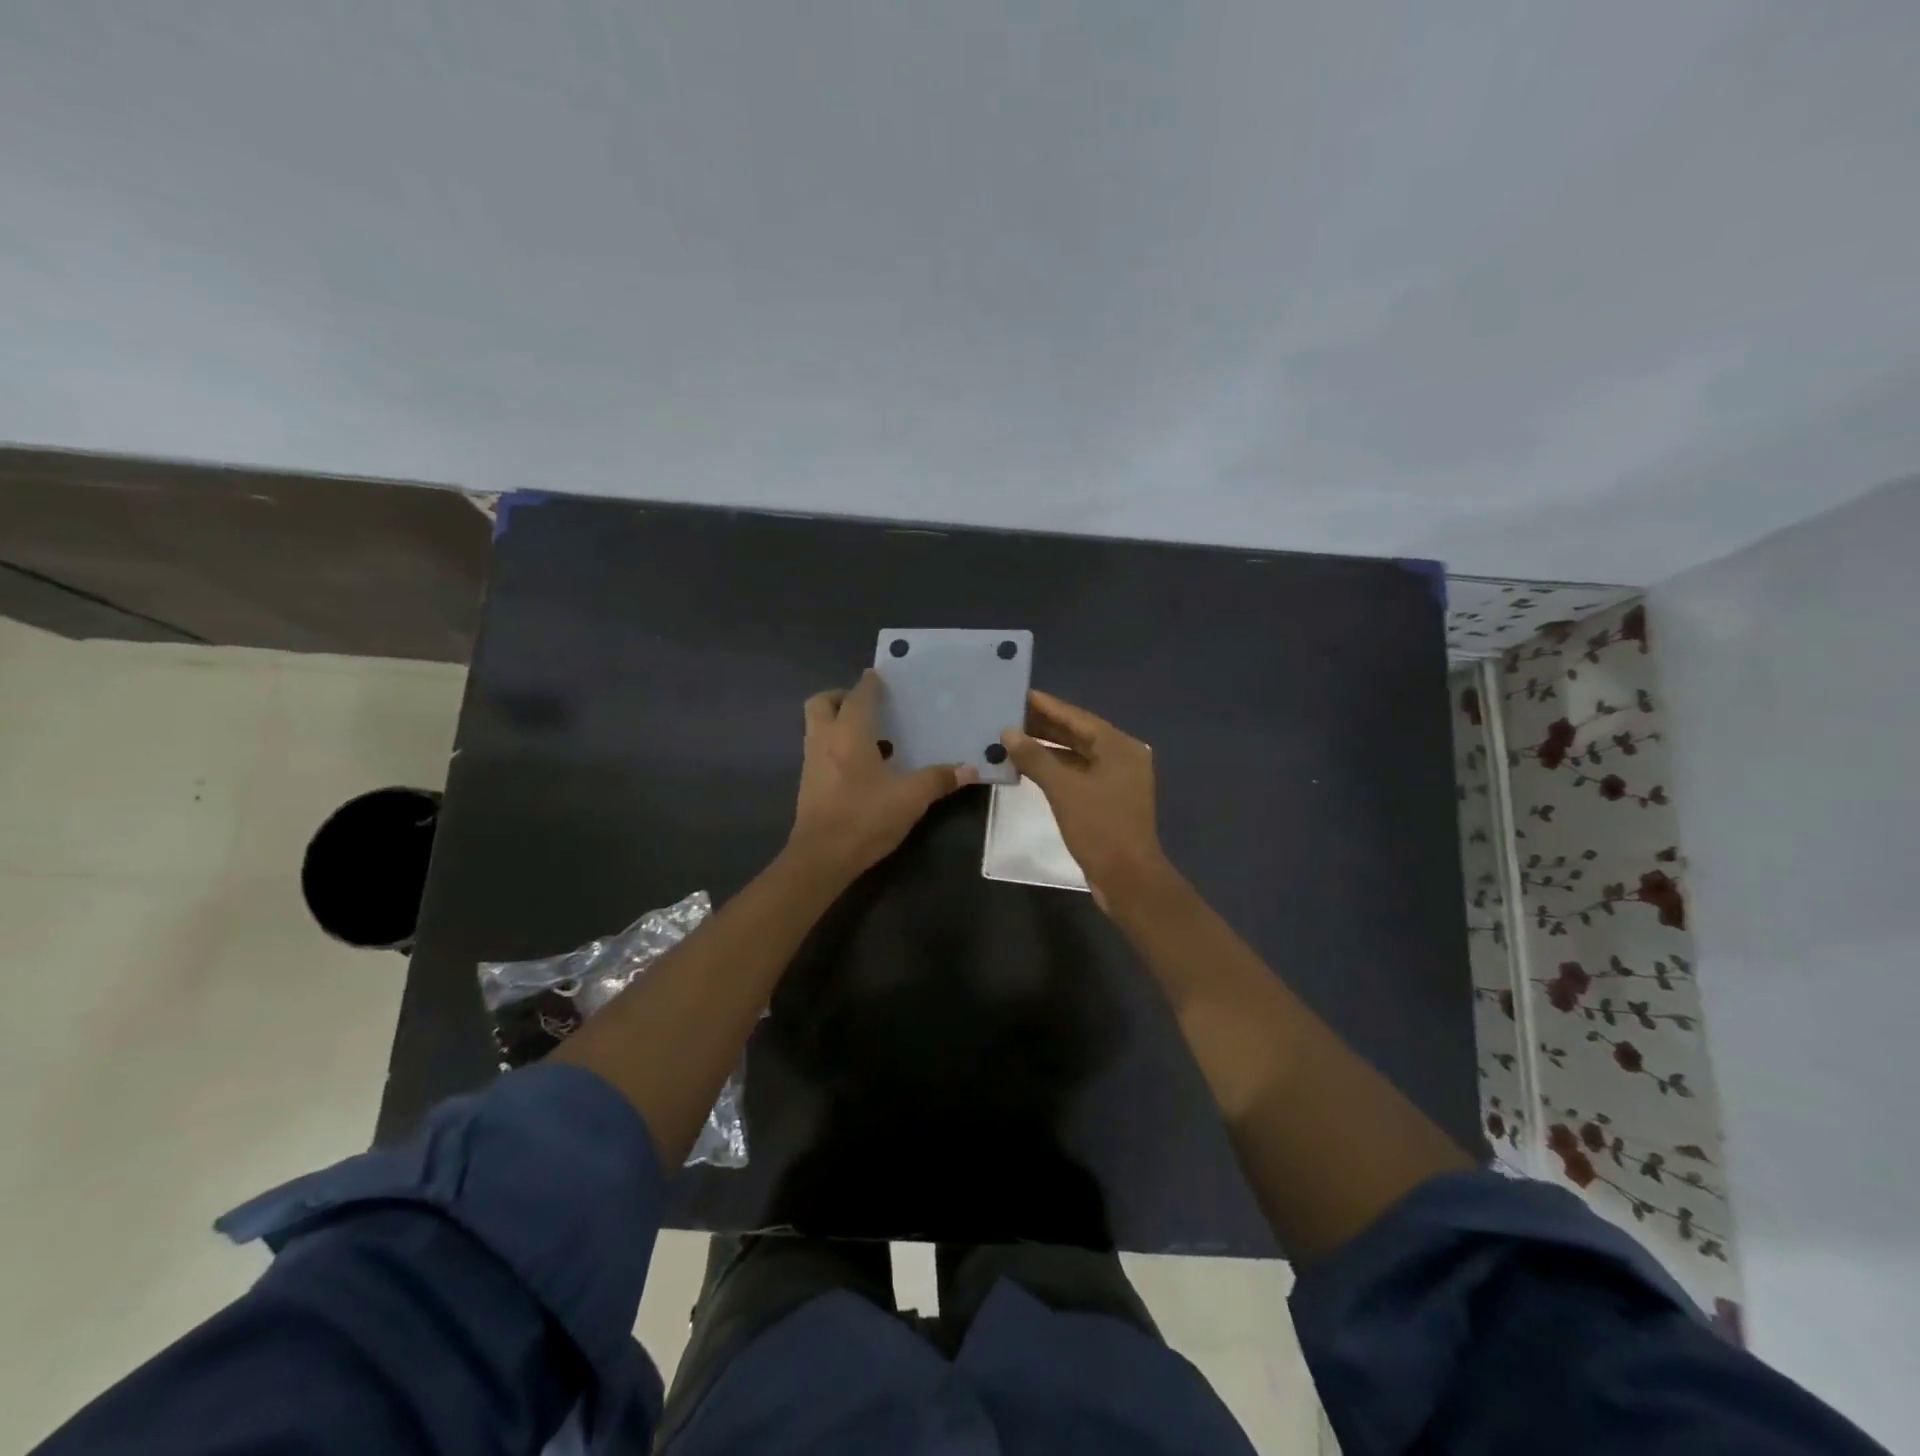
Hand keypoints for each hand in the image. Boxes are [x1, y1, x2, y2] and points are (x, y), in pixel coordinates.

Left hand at [788, 670, 976, 880]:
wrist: (821, 858)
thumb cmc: (864, 818)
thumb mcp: (910, 798)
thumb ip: (938, 779)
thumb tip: (970, 767)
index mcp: (849, 733)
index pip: (858, 694)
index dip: (871, 682)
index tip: (885, 676)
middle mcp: (824, 740)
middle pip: (822, 702)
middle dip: (841, 696)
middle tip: (868, 705)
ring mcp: (811, 762)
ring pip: (817, 727)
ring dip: (838, 722)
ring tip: (871, 735)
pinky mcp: (808, 784)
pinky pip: (820, 750)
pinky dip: (836, 746)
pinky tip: (862, 765)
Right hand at [1000, 690, 1172, 909]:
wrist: (1128, 878)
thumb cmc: (1099, 827)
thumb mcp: (1063, 789)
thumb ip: (1035, 757)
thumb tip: (1008, 732)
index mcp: (1119, 747)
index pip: (1077, 717)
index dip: (1047, 706)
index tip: (1020, 693)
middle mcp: (1122, 757)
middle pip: (1078, 734)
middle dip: (1045, 726)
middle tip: (1010, 714)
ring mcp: (1117, 780)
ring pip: (1078, 755)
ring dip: (1048, 748)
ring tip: (1014, 738)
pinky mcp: (1109, 800)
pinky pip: (1079, 774)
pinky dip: (1056, 768)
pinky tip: (1030, 767)